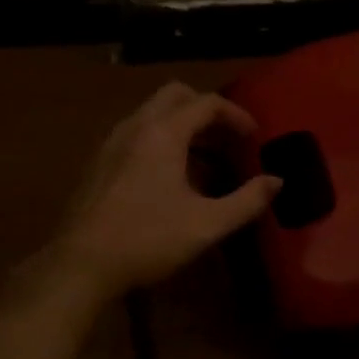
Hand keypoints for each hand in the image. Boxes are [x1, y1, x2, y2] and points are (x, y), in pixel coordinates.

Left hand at [44, 82, 281, 294]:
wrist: (81, 263)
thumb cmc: (147, 239)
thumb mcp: (206, 224)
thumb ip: (246, 200)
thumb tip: (276, 181)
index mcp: (163, 132)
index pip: (206, 103)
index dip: (236, 114)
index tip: (254, 137)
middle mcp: (136, 126)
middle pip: (175, 95)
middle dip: (205, 109)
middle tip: (226, 137)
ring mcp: (112, 142)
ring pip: (152, 113)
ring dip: (181, 125)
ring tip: (204, 160)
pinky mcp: (99, 161)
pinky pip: (136, 133)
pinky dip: (160, 139)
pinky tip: (169, 178)